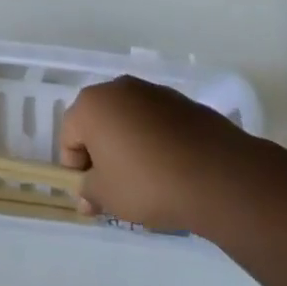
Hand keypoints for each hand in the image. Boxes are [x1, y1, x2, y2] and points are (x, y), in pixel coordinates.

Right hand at [59, 76, 249, 232]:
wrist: (217, 175)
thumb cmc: (149, 183)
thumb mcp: (108, 196)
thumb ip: (89, 192)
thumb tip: (86, 194)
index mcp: (91, 105)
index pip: (68, 136)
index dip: (75, 169)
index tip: (92, 195)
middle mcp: (118, 88)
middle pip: (97, 123)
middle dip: (101, 154)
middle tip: (115, 188)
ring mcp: (152, 91)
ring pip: (128, 121)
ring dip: (128, 146)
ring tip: (146, 181)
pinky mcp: (182, 102)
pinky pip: (156, 122)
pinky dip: (155, 141)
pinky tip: (170, 169)